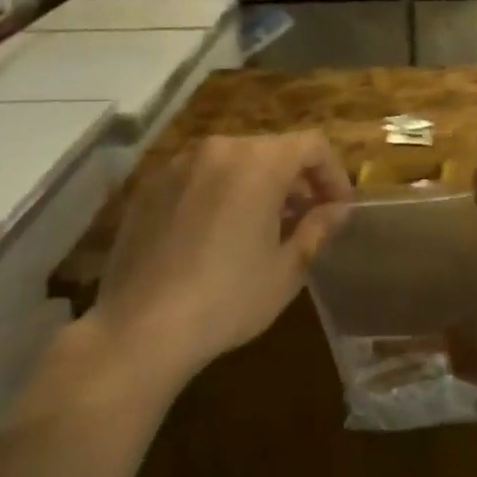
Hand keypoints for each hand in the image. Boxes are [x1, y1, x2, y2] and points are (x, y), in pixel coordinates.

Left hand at [92, 132, 352, 381]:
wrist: (138, 330)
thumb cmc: (226, 299)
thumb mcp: (285, 270)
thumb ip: (317, 229)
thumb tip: (337, 211)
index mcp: (259, 162)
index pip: (312, 145)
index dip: (333, 173)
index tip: (338, 208)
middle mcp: (221, 149)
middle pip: (272, 149)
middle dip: (295, 179)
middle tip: (304, 219)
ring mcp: (180, 164)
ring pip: (234, 161)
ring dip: (256, 184)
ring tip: (260, 227)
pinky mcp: (150, 186)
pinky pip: (199, 177)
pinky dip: (218, 193)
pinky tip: (214, 235)